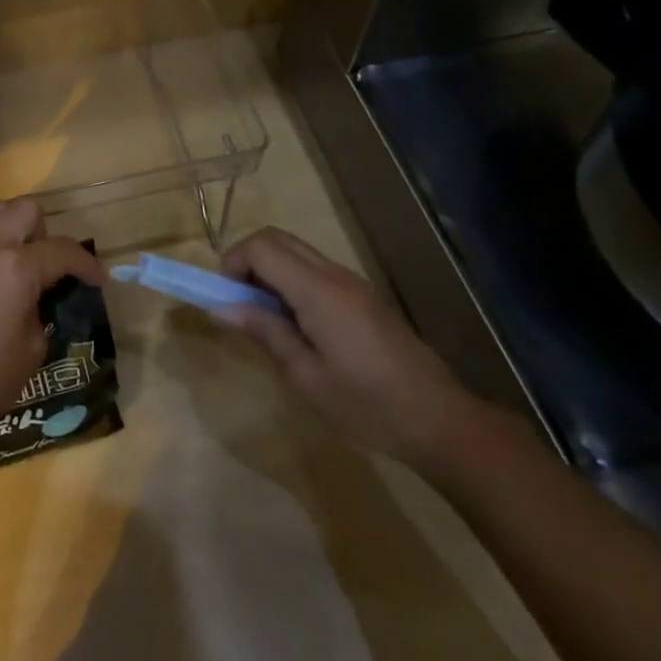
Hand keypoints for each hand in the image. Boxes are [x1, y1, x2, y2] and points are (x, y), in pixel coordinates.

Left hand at [0, 199, 107, 456]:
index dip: (87, 264)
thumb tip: (33, 297)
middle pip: (24, 209)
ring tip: (7, 261)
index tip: (96, 279)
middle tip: (44, 265)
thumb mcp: (32, 350)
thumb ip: (39, 309)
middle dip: (44, 232)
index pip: (63, 250)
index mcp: (15, 268)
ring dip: (6, 228)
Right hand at [221, 227, 487, 468]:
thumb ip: (264, 332)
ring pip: (296, 252)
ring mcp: (352, 283)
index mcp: (318, 291)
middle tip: (239, 305)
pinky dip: (291, 282)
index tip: (225, 300)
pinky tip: (296, 326)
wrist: (441, 421)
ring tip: (265, 319)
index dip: (233, 264)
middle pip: (277, 239)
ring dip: (269, 272)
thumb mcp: (305, 377)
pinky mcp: (362, 296)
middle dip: (247, 261)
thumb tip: (220, 307)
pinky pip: (314, 270)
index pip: (261, 247)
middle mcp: (335, 275)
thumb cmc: (367, 405)